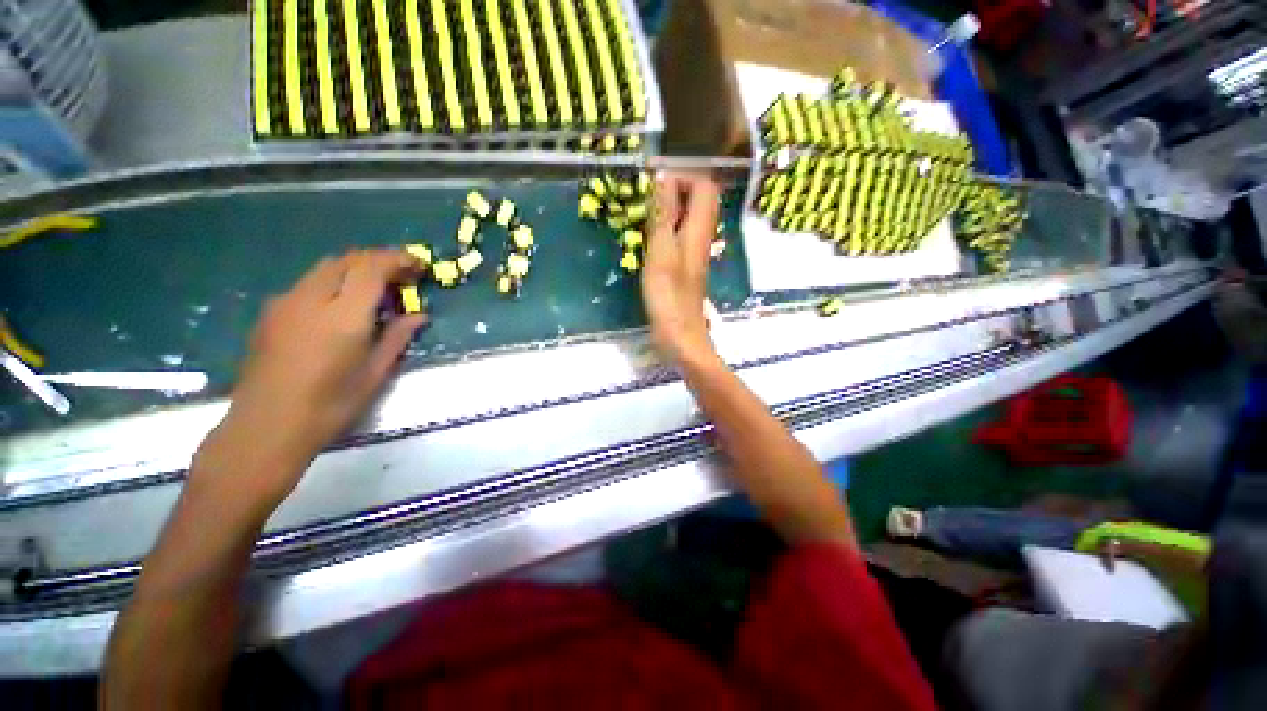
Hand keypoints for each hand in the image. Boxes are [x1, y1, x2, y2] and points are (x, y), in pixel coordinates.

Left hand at [193, 250, 425, 515]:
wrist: (266, 427)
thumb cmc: (330, 405)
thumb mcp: (375, 373)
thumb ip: (397, 337)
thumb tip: (419, 316)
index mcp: (343, 315)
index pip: (372, 267)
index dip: (398, 259)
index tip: (419, 266)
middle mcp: (311, 298)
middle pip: (348, 260)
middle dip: (379, 261)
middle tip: (402, 279)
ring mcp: (286, 302)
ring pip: (326, 267)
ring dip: (355, 270)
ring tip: (375, 292)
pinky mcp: (272, 312)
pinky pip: (308, 283)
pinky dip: (333, 282)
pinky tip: (341, 307)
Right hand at [642, 172, 720, 361]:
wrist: (679, 335)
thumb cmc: (668, 296)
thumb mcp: (661, 252)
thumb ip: (664, 215)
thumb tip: (664, 177)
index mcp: (699, 229)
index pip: (703, 185)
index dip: (681, 176)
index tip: (651, 181)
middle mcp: (701, 236)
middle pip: (698, 198)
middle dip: (673, 189)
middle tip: (644, 197)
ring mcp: (694, 251)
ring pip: (687, 216)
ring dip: (667, 208)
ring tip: (642, 213)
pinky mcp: (685, 264)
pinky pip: (679, 234)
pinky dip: (664, 227)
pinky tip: (647, 237)